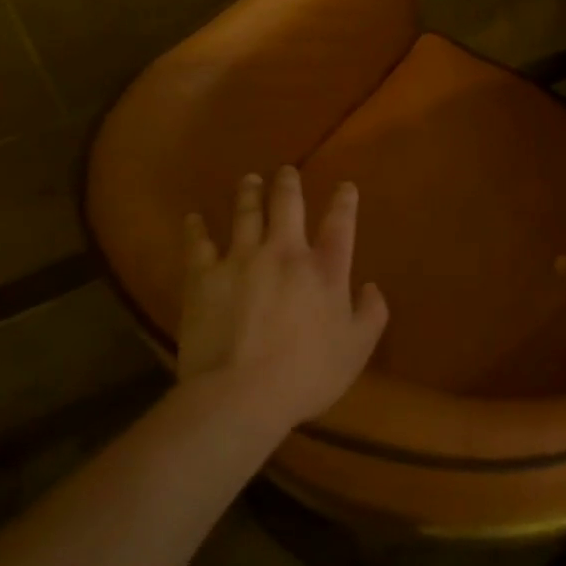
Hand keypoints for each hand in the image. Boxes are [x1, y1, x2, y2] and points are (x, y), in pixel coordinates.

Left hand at [178, 168, 388, 427]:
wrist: (240, 393)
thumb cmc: (306, 374)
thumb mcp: (356, 349)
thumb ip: (371, 314)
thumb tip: (372, 287)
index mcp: (324, 270)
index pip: (339, 224)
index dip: (344, 202)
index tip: (345, 186)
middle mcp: (284, 253)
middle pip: (287, 206)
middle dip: (288, 185)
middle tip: (286, 171)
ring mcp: (241, 260)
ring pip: (246, 214)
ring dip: (249, 193)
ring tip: (250, 180)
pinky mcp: (204, 276)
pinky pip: (198, 244)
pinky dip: (195, 229)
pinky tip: (193, 218)